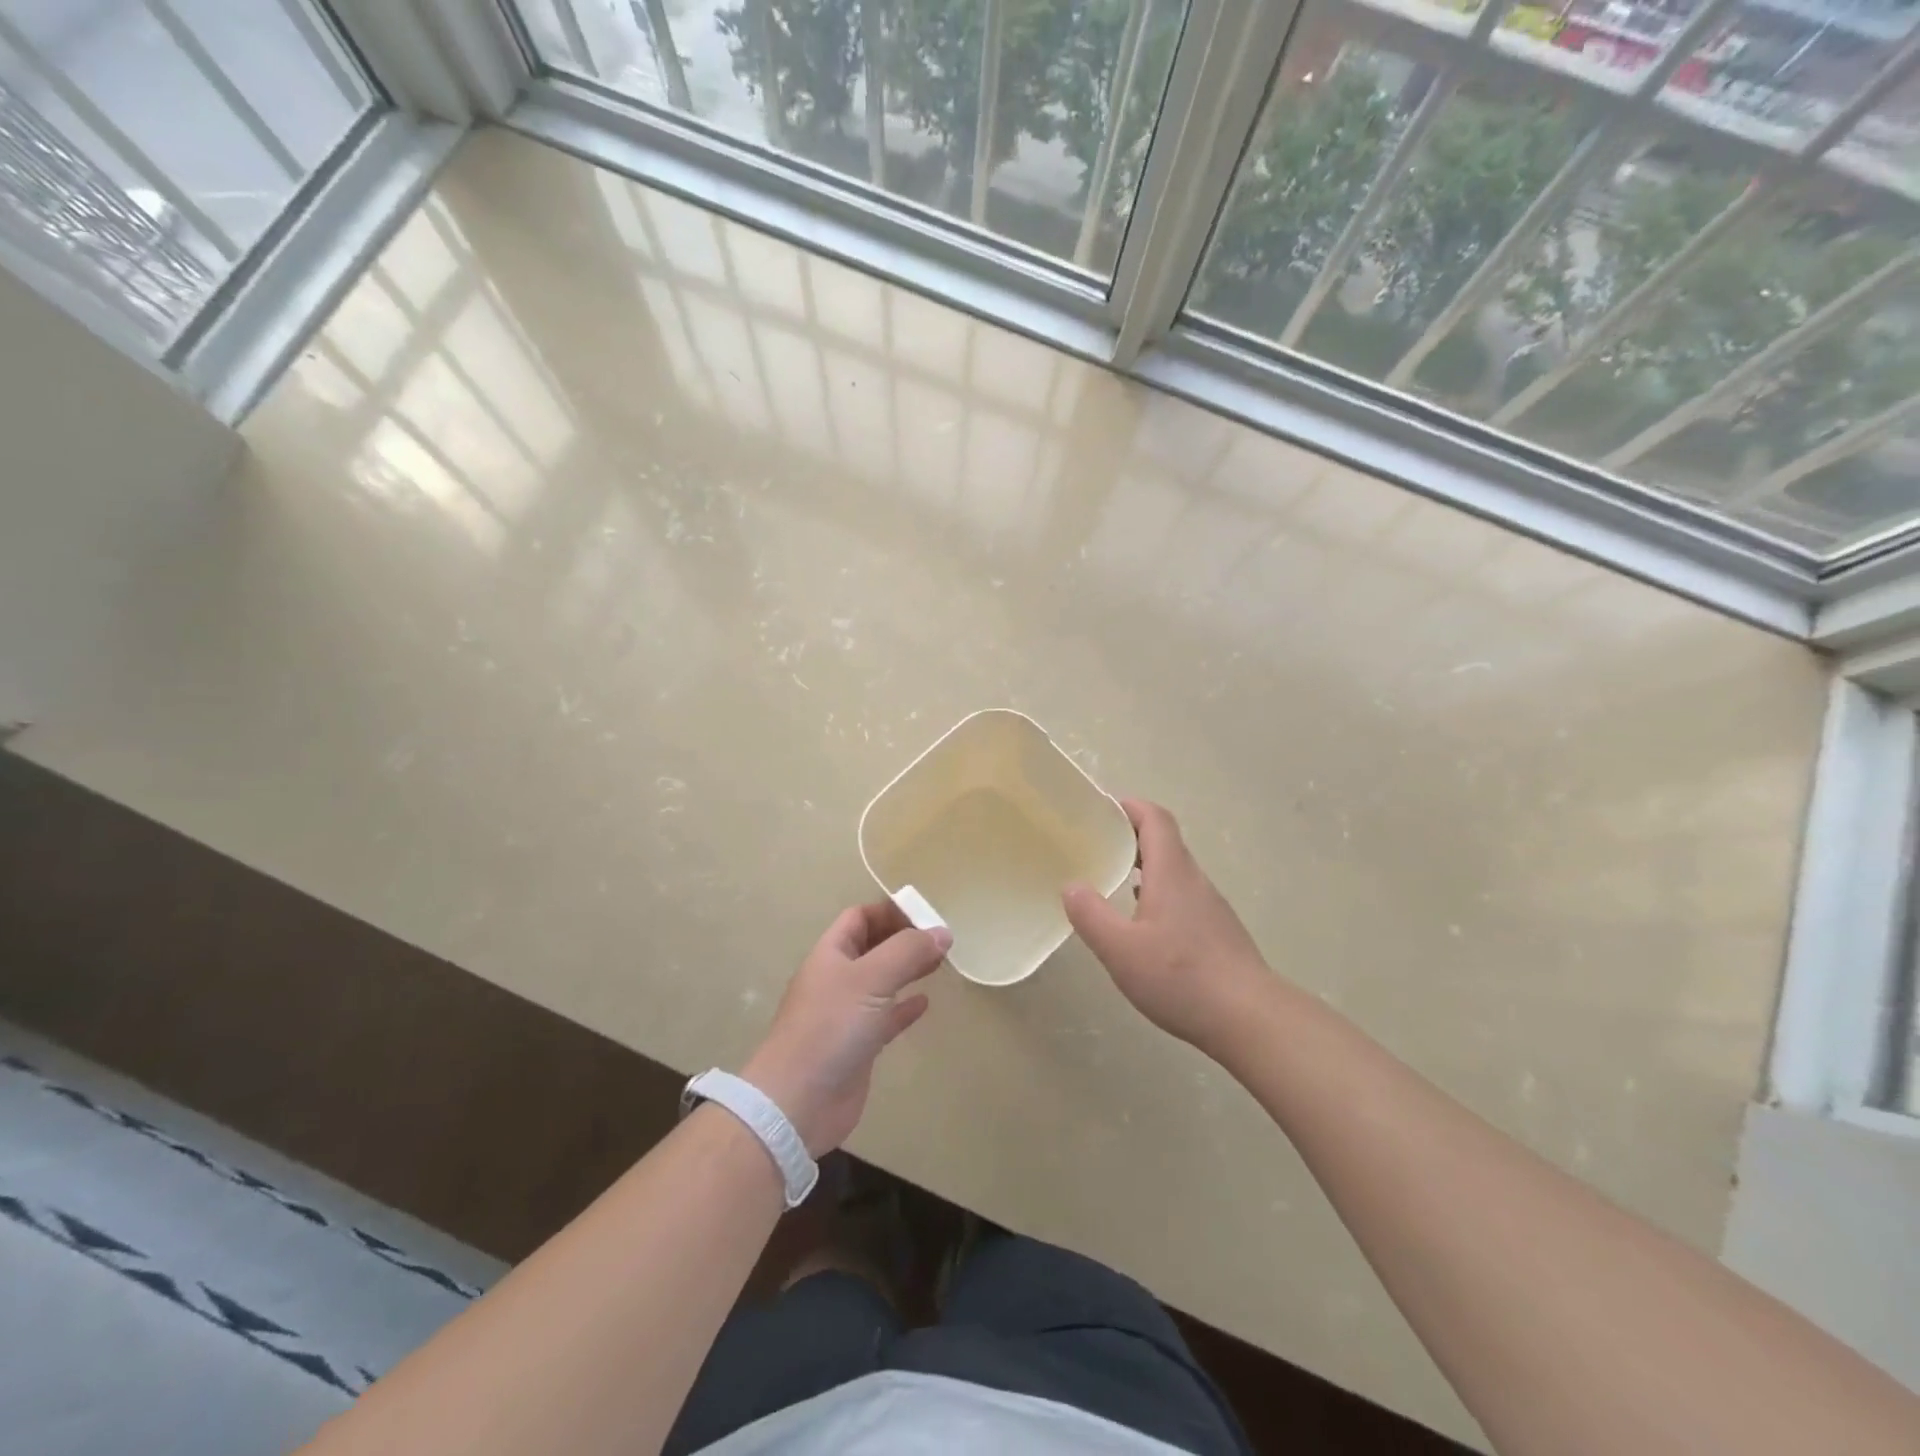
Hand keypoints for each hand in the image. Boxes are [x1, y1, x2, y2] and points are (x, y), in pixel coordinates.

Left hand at [742, 903, 950, 1156]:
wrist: (798, 1102)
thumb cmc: (831, 1028)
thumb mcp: (871, 979)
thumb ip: (908, 952)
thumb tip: (943, 932)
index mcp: (831, 954)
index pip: (860, 917)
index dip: (890, 910)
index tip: (927, 913)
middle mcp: (837, 979)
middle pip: (872, 947)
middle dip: (903, 938)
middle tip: (941, 938)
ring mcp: (846, 1014)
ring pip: (881, 981)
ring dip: (907, 969)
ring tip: (940, 962)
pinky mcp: (858, 1046)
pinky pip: (886, 1017)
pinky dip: (905, 1007)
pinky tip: (925, 1003)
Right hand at [1063, 799, 1271, 1053]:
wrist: (1251, 1019)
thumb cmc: (1182, 977)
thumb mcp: (1121, 950)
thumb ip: (1091, 915)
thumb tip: (1071, 885)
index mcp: (1172, 873)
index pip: (1155, 819)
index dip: (1129, 807)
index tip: (1099, 809)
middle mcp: (1194, 881)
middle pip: (1164, 842)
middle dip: (1130, 835)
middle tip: (1095, 844)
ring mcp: (1210, 907)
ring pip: (1174, 871)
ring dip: (1143, 866)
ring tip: (1111, 880)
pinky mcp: (1217, 932)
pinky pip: (1182, 897)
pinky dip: (1157, 894)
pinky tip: (1142, 923)